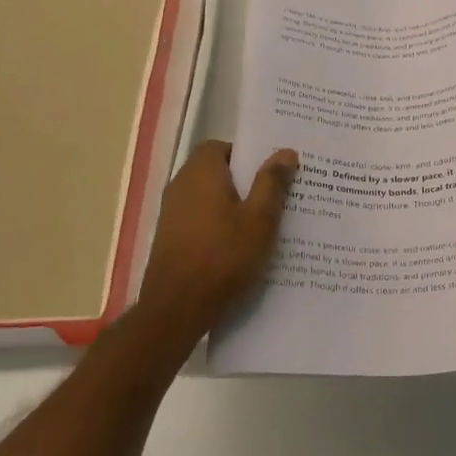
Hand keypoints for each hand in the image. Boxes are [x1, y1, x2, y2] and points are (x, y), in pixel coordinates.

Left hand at [136, 141, 296, 339]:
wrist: (177, 308)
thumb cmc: (224, 256)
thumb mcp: (260, 219)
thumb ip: (272, 182)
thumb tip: (285, 152)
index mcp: (201, 172)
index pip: (221, 147)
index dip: (246, 155)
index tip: (270, 171)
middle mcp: (181, 186)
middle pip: (216, 172)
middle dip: (244, 181)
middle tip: (276, 196)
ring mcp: (172, 214)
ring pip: (209, 199)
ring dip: (232, 206)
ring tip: (263, 224)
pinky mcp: (170, 239)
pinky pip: (200, 221)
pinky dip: (219, 226)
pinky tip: (240, 247)